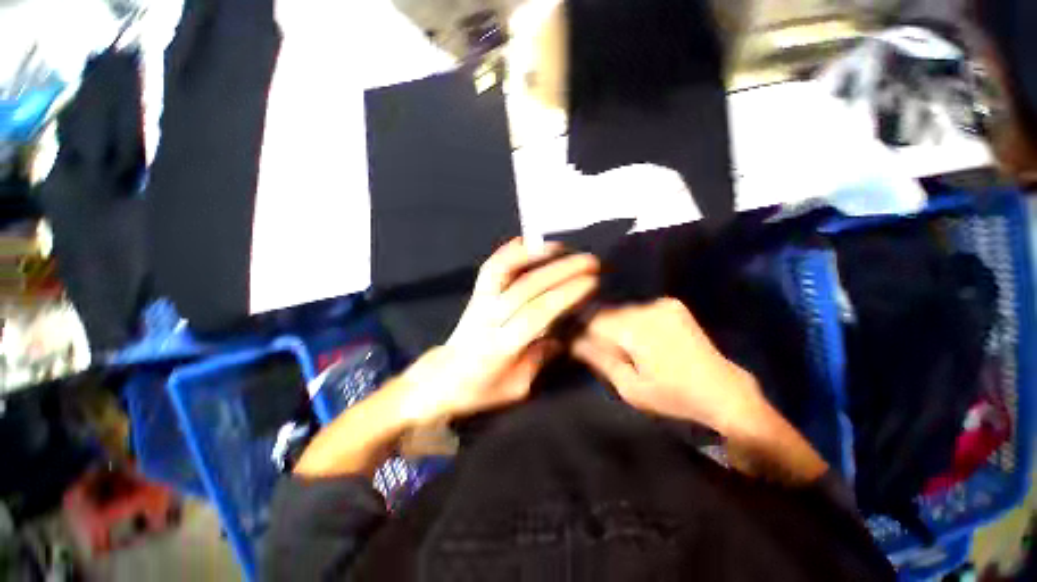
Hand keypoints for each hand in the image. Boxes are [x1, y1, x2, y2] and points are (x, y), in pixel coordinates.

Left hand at [404, 238, 599, 422]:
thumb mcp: (516, 387)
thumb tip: (564, 335)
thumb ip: (540, 358)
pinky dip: (509, 251)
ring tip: (561, 246)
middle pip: (525, 288)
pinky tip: (528, 242)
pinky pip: (490, 268)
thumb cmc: (480, 389)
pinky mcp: (475, 294)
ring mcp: (479, 302)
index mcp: (500, 347)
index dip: (565, 295)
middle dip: (561, 271)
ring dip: (532, 254)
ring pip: (502, 270)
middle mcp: (488, 319)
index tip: (591, 282)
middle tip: (589, 261)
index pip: (537, 314)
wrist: (441, 379)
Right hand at [571, 298, 764, 434]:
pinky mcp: (672, 305)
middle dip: (599, 330)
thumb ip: (599, 359)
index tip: (576, 344)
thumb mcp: (629, 387)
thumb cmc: (674, 397)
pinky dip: (632, 322)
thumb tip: (574, 341)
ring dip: (616, 326)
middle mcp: (648, 308)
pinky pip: (639, 310)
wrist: (724, 392)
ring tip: (624, 348)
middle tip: (601, 351)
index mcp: (636, 329)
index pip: (593, 321)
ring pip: (622, 311)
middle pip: (607, 313)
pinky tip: (641, 340)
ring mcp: (662, 304)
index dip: (581, 332)